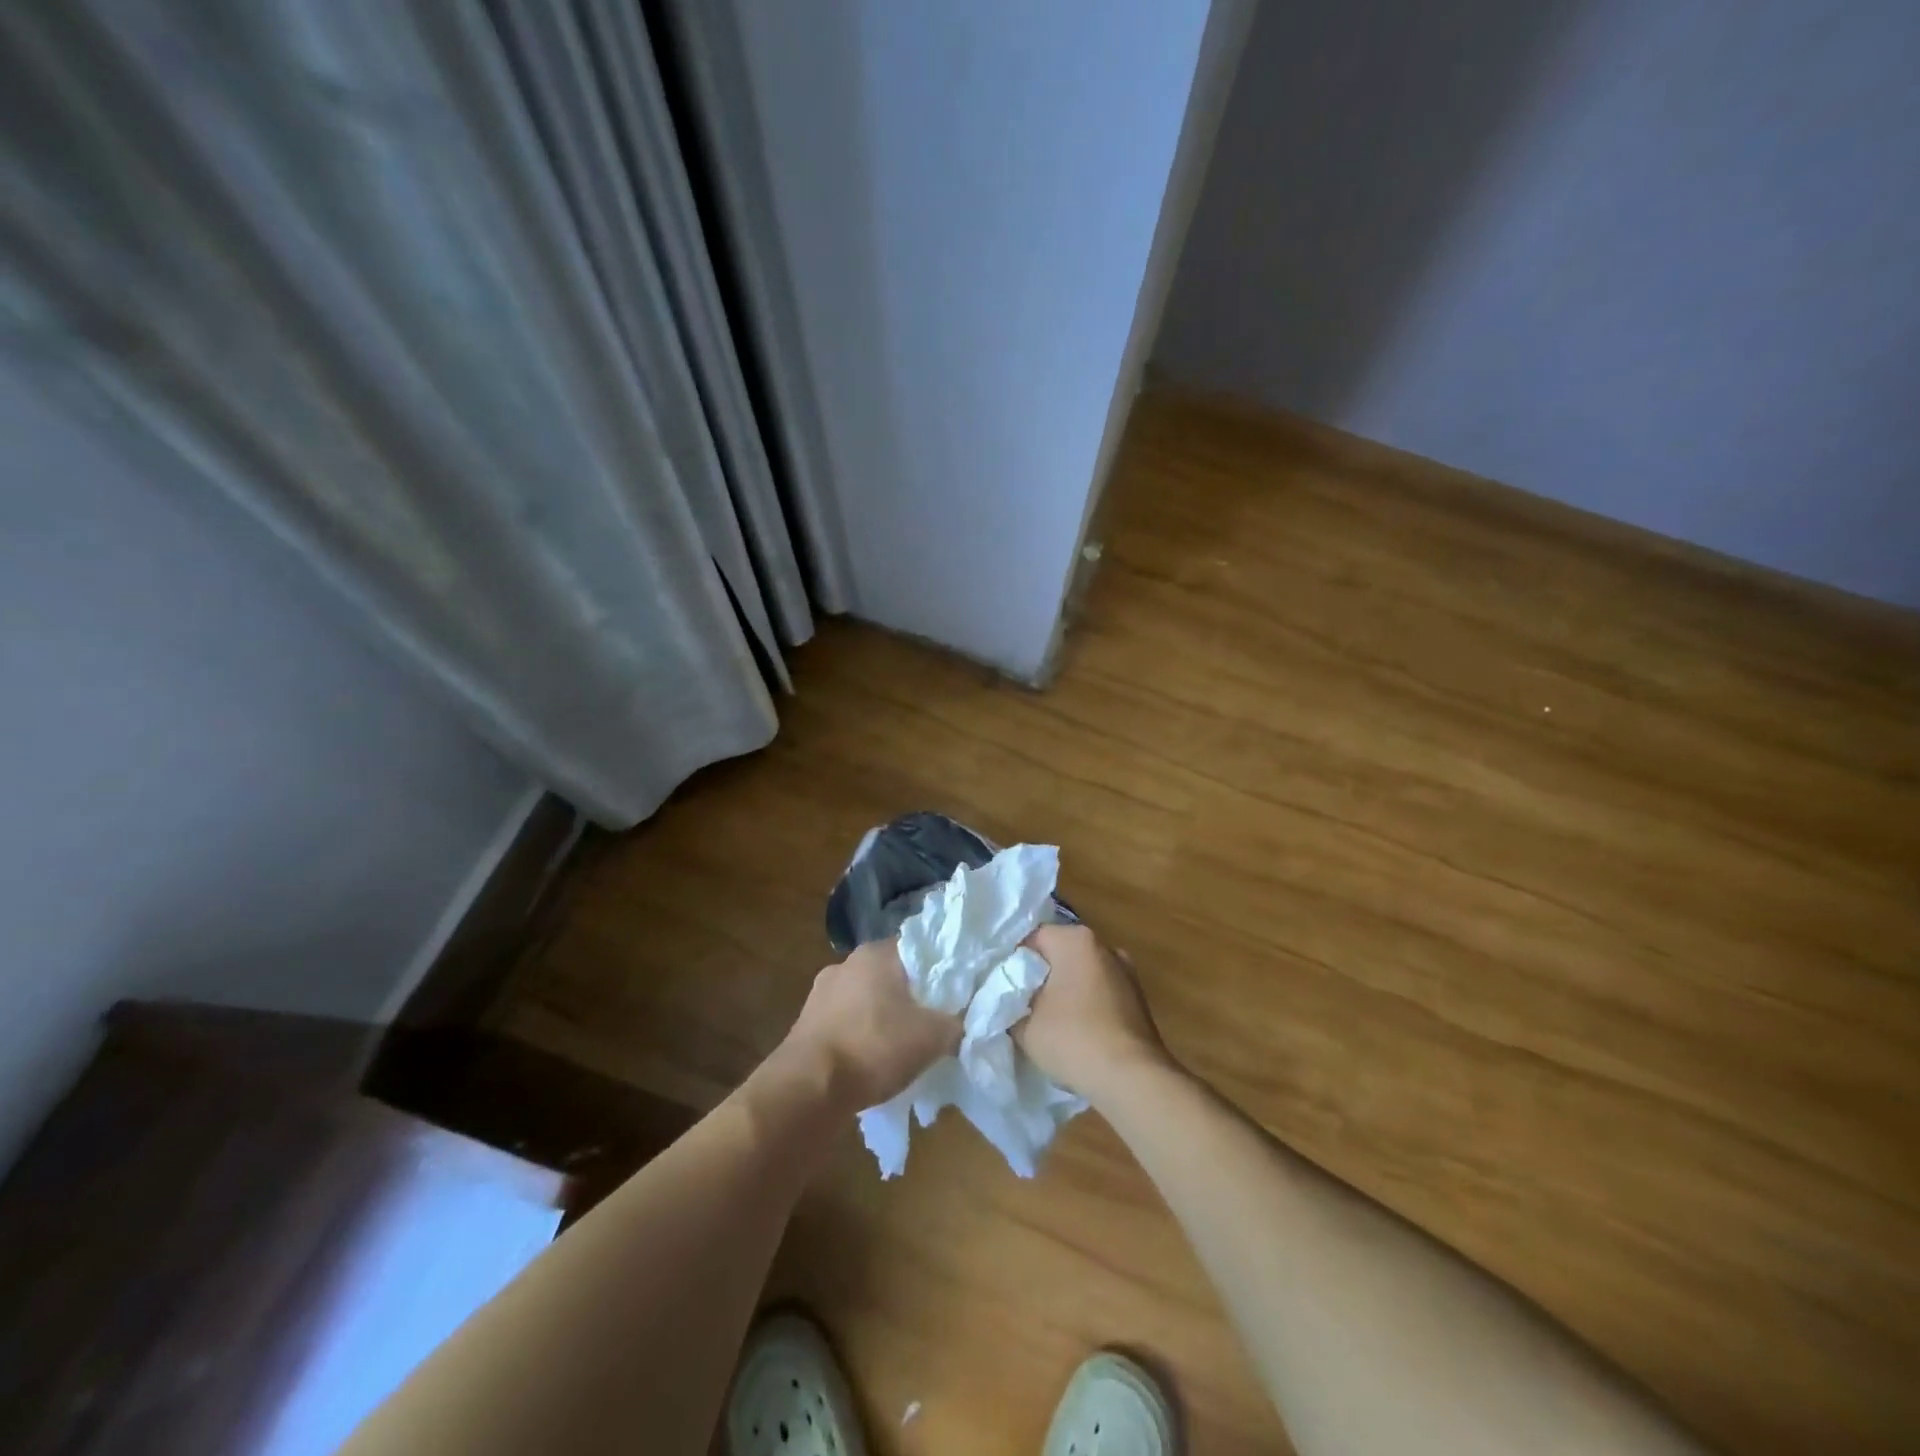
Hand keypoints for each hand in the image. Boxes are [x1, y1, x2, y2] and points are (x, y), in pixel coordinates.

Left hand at [775, 939, 960, 1112]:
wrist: (808, 1088)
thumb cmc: (874, 1047)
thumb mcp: (932, 1037)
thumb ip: (955, 1023)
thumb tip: (961, 1022)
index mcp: (876, 953)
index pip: (918, 948)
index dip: (939, 969)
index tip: (953, 993)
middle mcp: (846, 963)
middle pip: (891, 974)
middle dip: (910, 997)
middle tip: (931, 1022)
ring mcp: (821, 993)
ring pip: (866, 999)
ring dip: (882, 1018)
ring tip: (901, 1048)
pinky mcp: (806, 1023)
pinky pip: (845, 1023)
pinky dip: (860, 1037)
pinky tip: (870, 1062)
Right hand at [1016, 924, 1175, 1104]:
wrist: (1132, 1079)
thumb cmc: (1073, 1039)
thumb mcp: (1024, 1026)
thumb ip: (1009, 1006)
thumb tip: (1008, 1002)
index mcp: (1075, 940)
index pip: (1032, 939)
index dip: (1013, 962)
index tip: (1002, 988)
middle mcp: (1104, 946)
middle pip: (1060, 954)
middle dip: (1041, 976)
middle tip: (1020, 1004)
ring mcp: (1126, 972)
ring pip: (1081, 974)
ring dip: (1065, 992)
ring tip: (1047, 1022)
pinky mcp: (1138, 999)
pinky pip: (1100, 994)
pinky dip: (1086, 1006)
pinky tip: (1076, 1033)